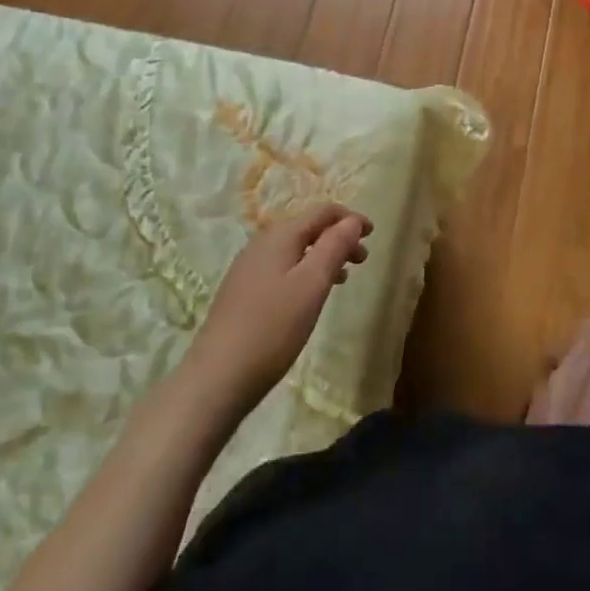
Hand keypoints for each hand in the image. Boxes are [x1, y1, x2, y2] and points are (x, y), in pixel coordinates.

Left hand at [185, 204, 371, 415]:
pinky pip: (282, 268)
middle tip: (362, 259)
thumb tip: (352, 221)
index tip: (373, 234)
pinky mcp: (242, 292)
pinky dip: (305, 271)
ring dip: (323, 256)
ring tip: (343, 277)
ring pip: (295, 249)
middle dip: (338, 237)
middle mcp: (262, 244)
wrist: (216, 378)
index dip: (350, 219)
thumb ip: (334, 247)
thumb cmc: (272, 328)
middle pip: (307, 228)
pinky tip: (310, 296)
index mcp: (280, 236)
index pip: (322, 212)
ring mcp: (248, 268)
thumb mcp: (312, 284)